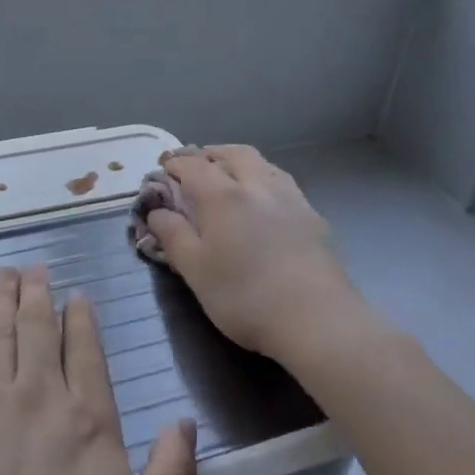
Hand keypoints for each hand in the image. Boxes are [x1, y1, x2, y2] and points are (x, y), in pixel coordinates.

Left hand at [0, 265, 197, 474]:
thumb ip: (171, 474)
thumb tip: (185, 421)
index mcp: (87, 417)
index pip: (84, 347)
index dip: (79, 317)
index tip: (75, 295)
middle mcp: (38, 394)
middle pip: (36, 326)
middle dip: (37, 292)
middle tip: (34, 267)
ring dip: (3, 297)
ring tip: (5, 274)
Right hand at [143, 145, 369, 363]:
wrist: (318, 321)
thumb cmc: (245, 297)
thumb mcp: (195, 271)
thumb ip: (172, 235)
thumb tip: (156, 210)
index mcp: (222, 195)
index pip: (192, 165)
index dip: (174, 163)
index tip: (162, 168)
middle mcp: (256, 184)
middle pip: (230, 153)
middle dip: (208, 154)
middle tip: (194, 166)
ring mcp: (289, 197)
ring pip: (260, 162)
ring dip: (237, 161)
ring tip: (227, 175)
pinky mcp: (312, 215)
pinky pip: (281, 180)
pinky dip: (262, 177)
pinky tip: (262, 198)